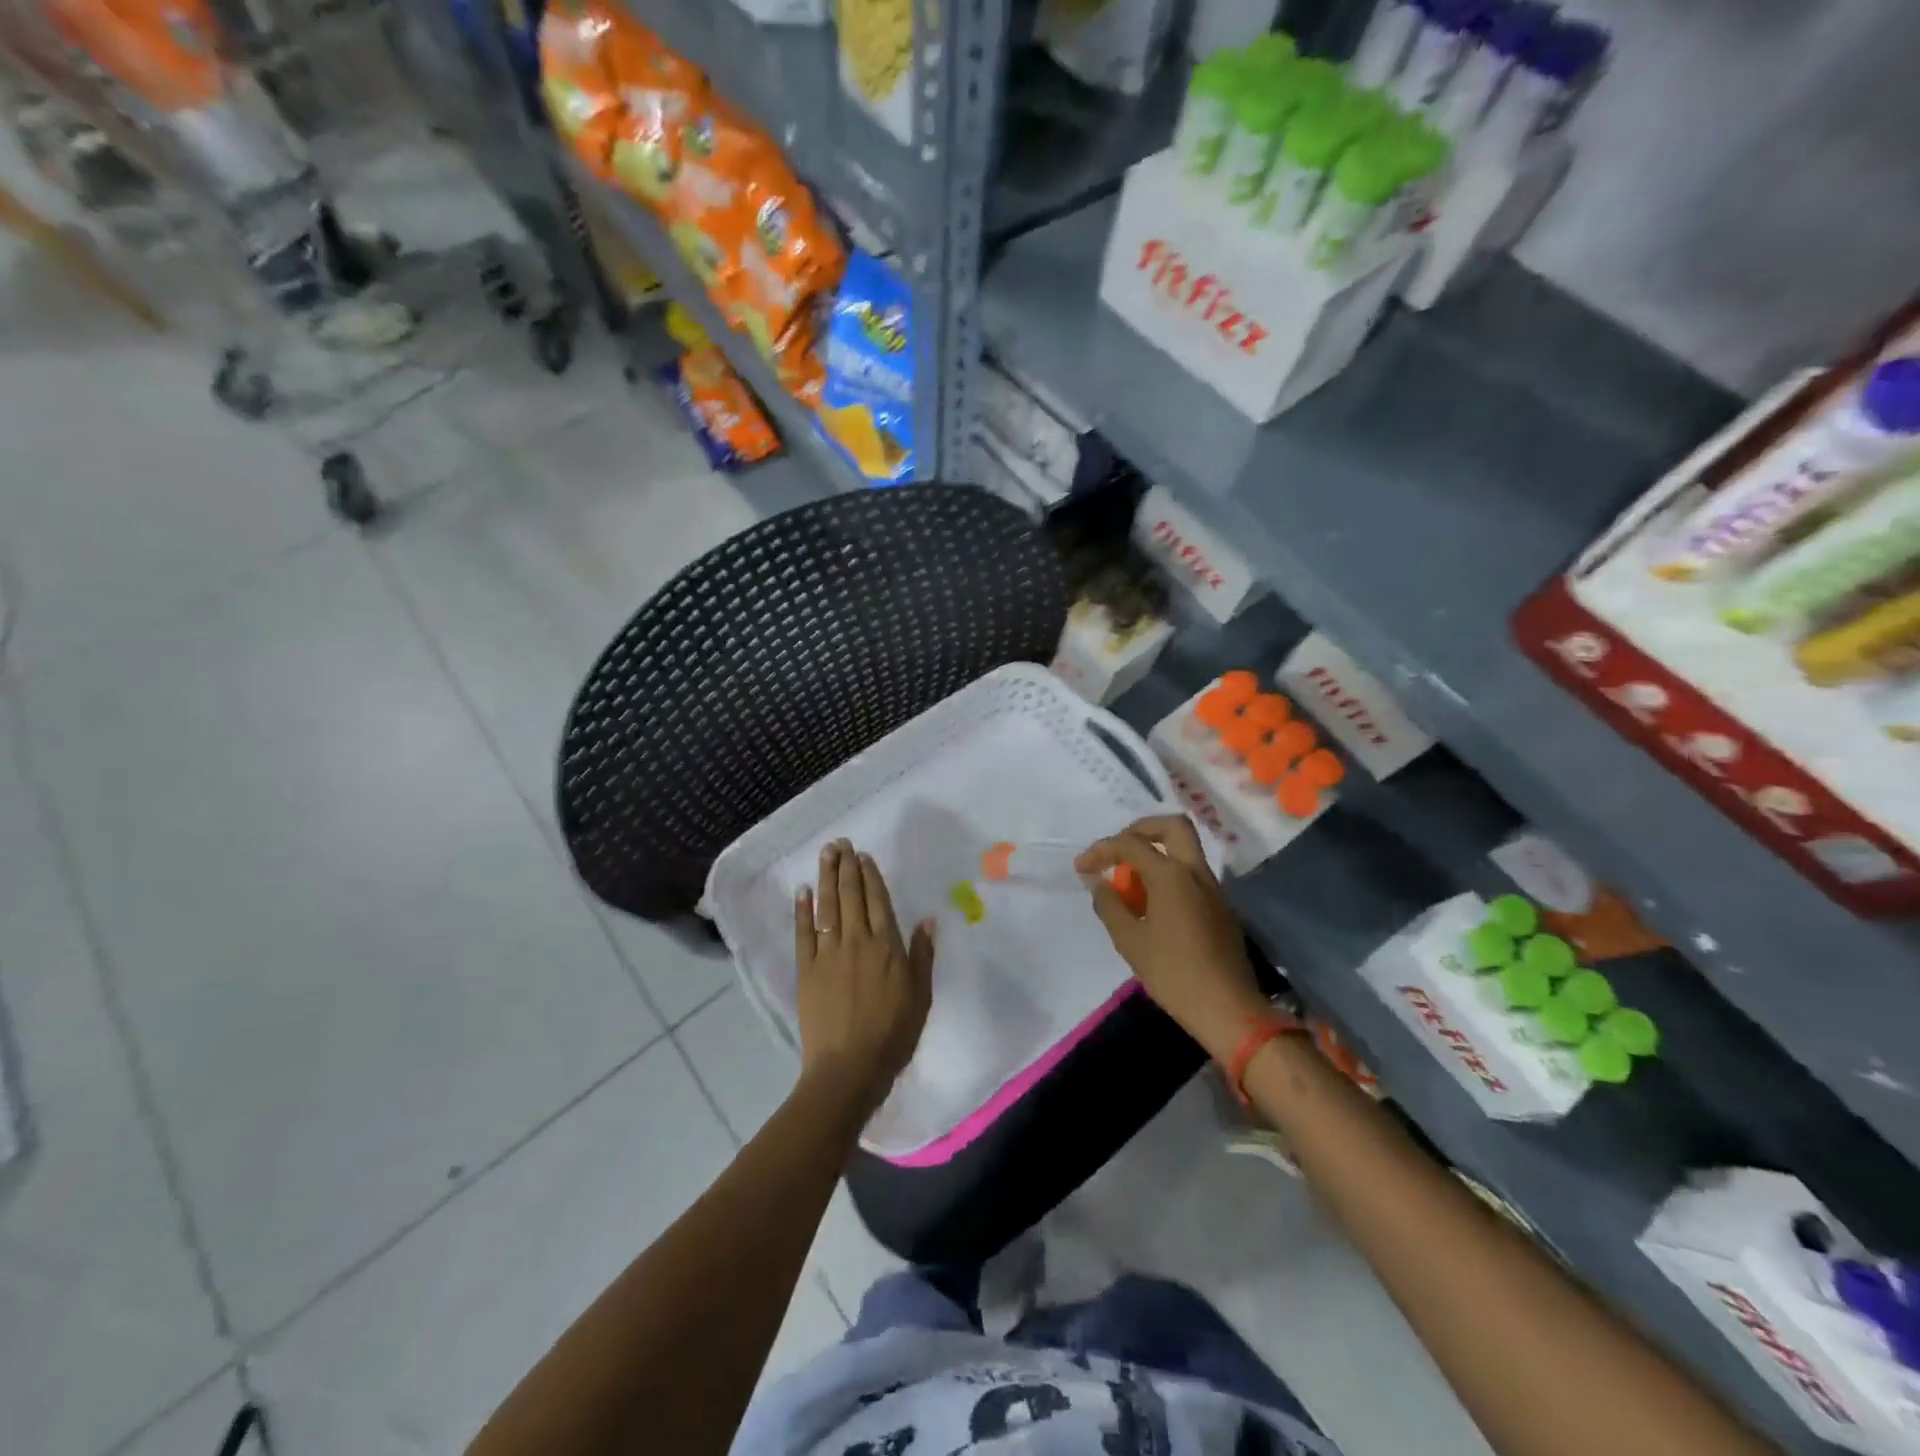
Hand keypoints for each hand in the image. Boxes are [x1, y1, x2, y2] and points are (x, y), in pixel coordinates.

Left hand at [793, 839, 933, 1116]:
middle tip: (840, 843)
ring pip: (828, 906)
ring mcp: (828, 953)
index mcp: (886, 946)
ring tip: (826, 854)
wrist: (849, 1067)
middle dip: (846, 867)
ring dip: (826, 878)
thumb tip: (926, 919)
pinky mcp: (806, 969)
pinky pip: (804, 932)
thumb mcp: (920, 996)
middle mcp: (856, 941)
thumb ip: (922, 955)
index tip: (863, 856)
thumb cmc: (892, 1034)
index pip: (877, 901)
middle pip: (851, 896)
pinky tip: (802, 892)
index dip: (870, 876)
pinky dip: (803, 910)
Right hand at [1077, 814, 1265, 1059]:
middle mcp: (1196, 872)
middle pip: (1172, 826)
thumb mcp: (1130, 941)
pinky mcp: (1221, 906)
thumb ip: (1110, 905)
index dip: (1101, 850)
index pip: (1130, 844)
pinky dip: (1169, 875)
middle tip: (1118, 850)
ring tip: (1130, 884)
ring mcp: (1214, 888)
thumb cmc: (1173, 974)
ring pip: (1184, 850)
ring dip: (1156, 854)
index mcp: (1171, 876)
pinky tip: (1153, 905)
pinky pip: (1191, 874)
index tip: (1082, 867)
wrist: (1228, 1009)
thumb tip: (1099, 883)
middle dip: (1140, 829)